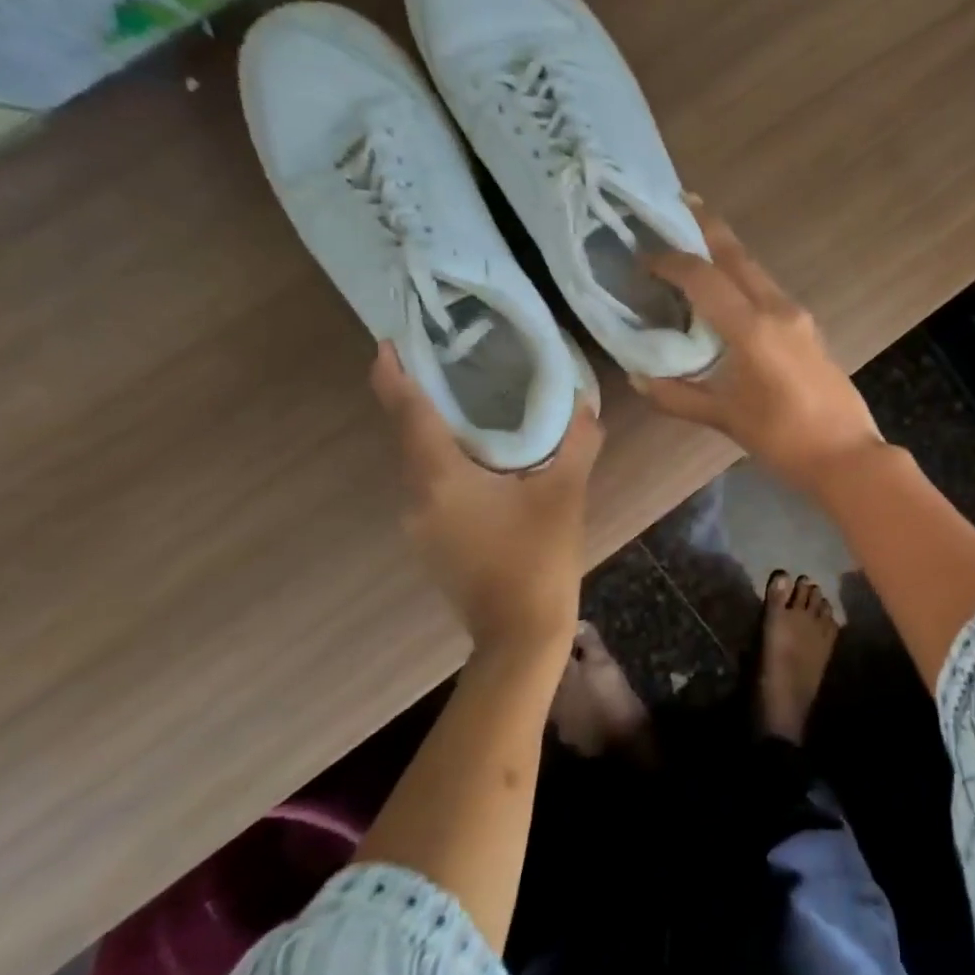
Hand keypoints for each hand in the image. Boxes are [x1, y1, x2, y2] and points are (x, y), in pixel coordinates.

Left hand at [371, 345, 601, 655]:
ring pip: (419, 464)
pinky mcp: (431, 542)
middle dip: (417, 398)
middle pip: (408, 436)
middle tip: (443, 362)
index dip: (394, 376)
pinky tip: (478, 458)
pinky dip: (444, 462)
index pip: (409, 414)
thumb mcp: (565, 493)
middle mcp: (417, 497)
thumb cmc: (539, 557)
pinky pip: (430, 487)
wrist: (520, 632)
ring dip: (433, 432)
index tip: (387, 342)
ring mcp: (419, 525)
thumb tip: (587, 403)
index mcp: (441, 478)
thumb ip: (577, 443)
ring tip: (464, 402)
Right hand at [634, 201, 881, 491]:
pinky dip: (744, 280)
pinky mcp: (810, 329)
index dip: (670, 261)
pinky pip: (770, 291)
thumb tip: (637, 377)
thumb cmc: (783, 440)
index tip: (643, 256)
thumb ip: (678, 396)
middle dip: (707, 228)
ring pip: (757, 271)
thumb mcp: (725, 419)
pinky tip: (729, 293)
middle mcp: (779, 309)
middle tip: (678, 204)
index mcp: (753, 328)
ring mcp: (800, 317)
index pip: (704, 278)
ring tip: (696, 245)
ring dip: (727, 254)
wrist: (847, 457)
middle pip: (738, 256)